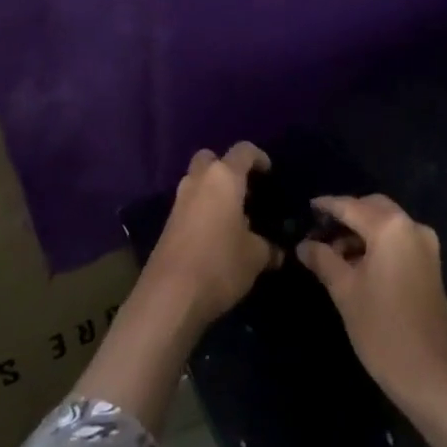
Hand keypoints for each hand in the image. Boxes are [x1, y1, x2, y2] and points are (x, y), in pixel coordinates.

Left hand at [145, 142, 280, 326]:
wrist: (170, 295)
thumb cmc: (220, 263)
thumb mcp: (255, 257)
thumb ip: (269, 247)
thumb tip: (278, 251)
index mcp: (223, 177)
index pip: (243, 151)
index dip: (259, 157)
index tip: (270, 173)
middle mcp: (199, 180)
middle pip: (211, 159)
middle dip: (227, 169)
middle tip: (244, 191)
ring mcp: (179, 200)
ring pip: (198, 181)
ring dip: (213, 191)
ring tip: (234, 217)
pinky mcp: (168, 221)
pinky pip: (190, 203)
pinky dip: (203, 209)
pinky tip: (217, 235)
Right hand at [298, 194, 446, 406]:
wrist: (432, 378)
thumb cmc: (383, 330)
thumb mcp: (345, 291)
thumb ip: (323, 259)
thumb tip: (304, 245)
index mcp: (391, 228)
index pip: (351, 206)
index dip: (327, 206)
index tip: (307, 207)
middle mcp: (412, 228)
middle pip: (373, 208)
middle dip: (346, 216)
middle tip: (319, 231)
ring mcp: (426, 247)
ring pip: (387, 225)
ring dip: (361, 232)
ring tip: (333, 254)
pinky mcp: (431, 267)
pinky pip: (398, 242)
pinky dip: (377, 245)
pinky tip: (357, 265)